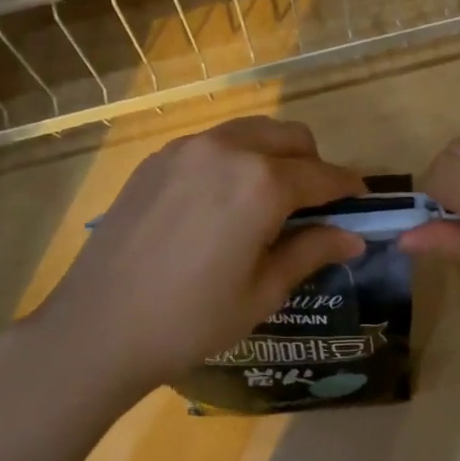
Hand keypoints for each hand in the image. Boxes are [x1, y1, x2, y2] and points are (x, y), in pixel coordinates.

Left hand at [25, 117, 366, 397]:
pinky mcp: (156, 159)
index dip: (348, 189)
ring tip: (267, 201)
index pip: (323, 175)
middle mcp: (228, 150)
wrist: (97, 327)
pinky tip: (221, 202)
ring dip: (273, 156)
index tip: (361, 203)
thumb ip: (312, 252)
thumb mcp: (263, 292)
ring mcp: (187, 149)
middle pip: (291, 137)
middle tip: (312, 206)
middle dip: (312, 164)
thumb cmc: (191, 320)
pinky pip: (212, 144)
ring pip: (251, 132)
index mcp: (262, 183)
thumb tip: (354, 237)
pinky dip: (234, 160)